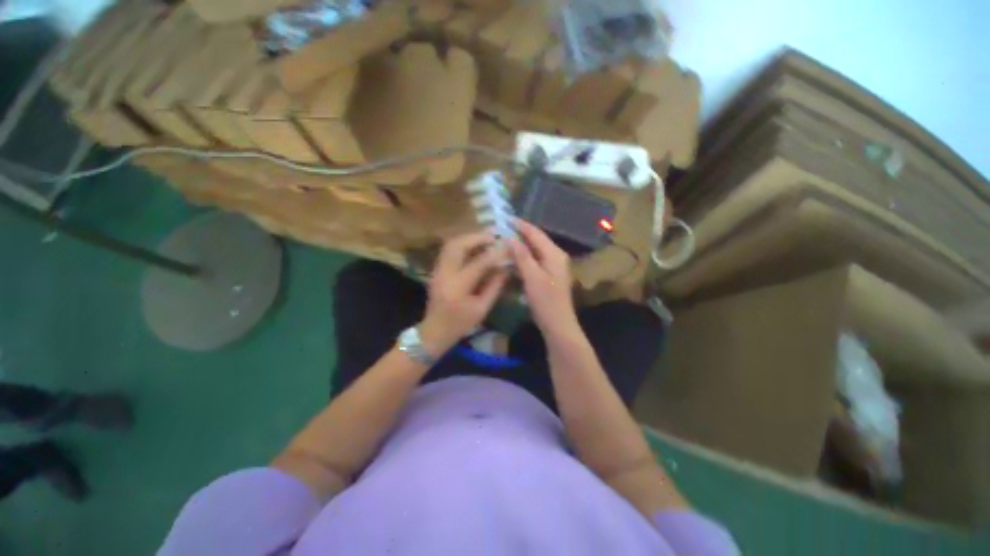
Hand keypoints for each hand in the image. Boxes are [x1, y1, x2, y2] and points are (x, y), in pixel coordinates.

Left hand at [420, 232, 508, 353]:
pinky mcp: (436, 269)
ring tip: (485, 239)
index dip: (495, 253)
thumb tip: (506, 267)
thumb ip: (495, 286)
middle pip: (457, 245)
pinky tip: (474, 247)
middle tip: (494, 237)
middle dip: (477, 237)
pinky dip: (462, 244)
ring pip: (450, 244)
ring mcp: (437, 270)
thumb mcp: (482, 308)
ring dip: (469, 238)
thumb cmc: (460, 324)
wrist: (434, 331)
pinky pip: (449, 250)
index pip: (478, 263)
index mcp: (457, 287)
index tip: (508, 246)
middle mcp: (444, 273)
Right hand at [509, 220, 579, 337]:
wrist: (558, 324)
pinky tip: (512, 257)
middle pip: (536, 239)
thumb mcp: (532, 277)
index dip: (520, 225)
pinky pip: (534, 259)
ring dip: (520, 244)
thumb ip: (522, 256)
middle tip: (501, 229)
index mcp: (554, 254)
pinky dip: (523, 256)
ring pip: (534, 249)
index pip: (535, 233)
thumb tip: (510, 237)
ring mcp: (553, 265)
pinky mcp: (548, 274)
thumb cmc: (546, 301)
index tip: (504, 219)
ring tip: (504, 239)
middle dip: (520, 233)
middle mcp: (555, 255)